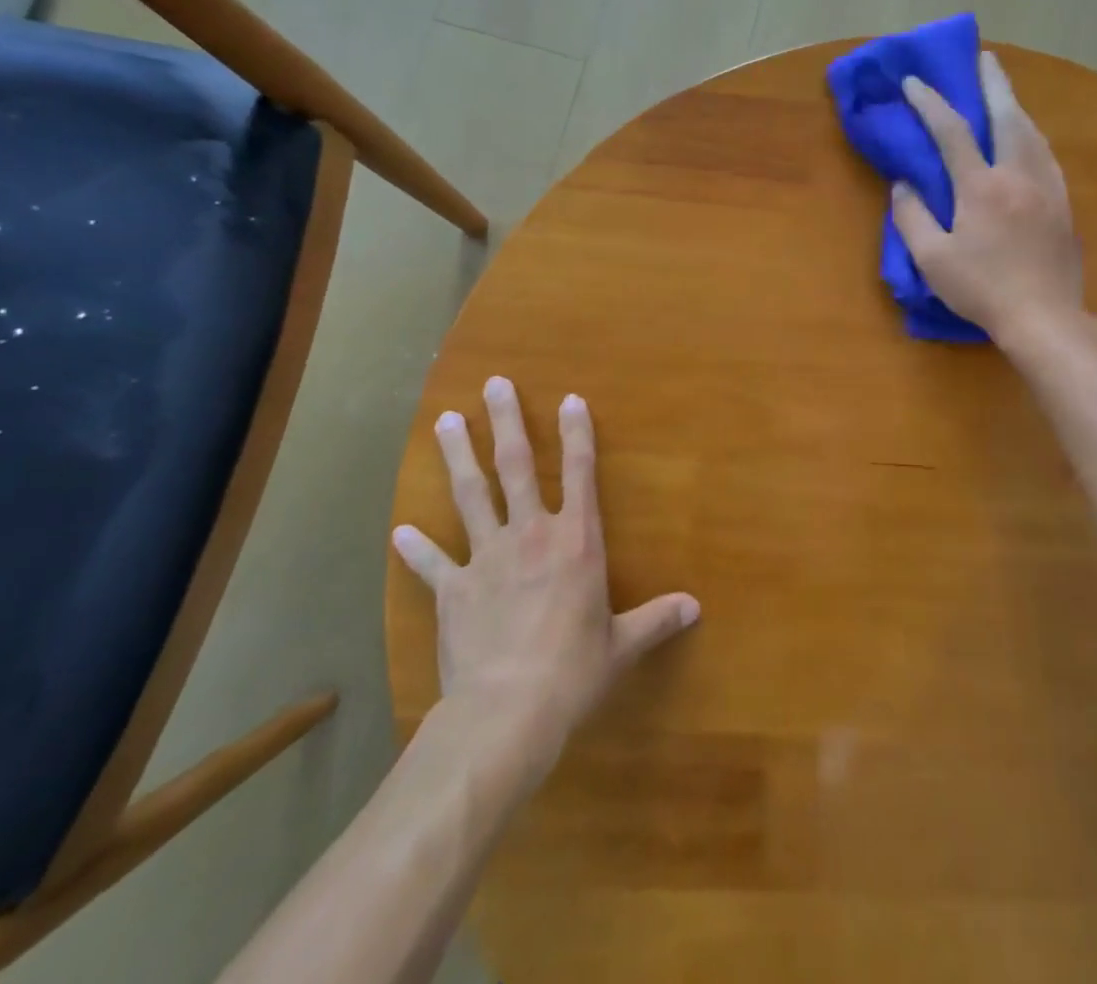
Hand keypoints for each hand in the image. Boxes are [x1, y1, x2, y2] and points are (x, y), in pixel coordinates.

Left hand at [392, 377, 698, 776]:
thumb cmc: (574, 672)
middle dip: (505, 421)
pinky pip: (433, 563)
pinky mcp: (454, 589)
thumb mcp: (622, 645)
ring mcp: (487, 557)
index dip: (576, 433)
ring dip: (458, 456)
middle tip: (494, 384)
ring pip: (470, 494)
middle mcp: (531, 534)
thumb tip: (696, 608)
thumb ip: (657, 619)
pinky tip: (400, 531)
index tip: (569, 399)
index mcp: (576, 540)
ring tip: (446, 421)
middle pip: (515, 466)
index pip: (580, 472)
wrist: (506, 711)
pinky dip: (417, 548)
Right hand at [892, 50, 1083, 344]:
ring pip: (1032, 133)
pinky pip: (1047, 155)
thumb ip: (912, 217)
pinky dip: (1032, 135)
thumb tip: (903, 185)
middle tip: (985, 57)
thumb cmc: (982, 290)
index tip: (914, 81)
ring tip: (1004, 92)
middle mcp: (1018, 175)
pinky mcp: (1063, 204)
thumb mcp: (932, 259)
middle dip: (993, 83)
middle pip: (1007, 116)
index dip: (930, 103)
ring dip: (1015, 105)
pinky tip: (1029, 138)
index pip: (952, 132)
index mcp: (981, 187)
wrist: (1045, 318)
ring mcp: (1047, 188)